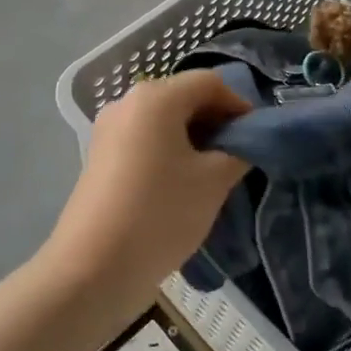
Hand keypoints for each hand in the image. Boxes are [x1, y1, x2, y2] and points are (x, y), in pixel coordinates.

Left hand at [44, 72, 251, 303]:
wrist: (93, 268)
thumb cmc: (160, 213)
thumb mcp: (213, 182)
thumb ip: (238, 152)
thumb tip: (243, 144)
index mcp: (155, 97)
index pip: (209, 83)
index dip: (239, 105)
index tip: (256, 137)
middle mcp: (127, 102)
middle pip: (184, 97)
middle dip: (216, 121)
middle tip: (239, 156)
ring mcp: (109, 130)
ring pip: (163, 120)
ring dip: (194, 138)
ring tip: (214, 173)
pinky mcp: (100, 157)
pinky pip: (144, 140)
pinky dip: (169, 151)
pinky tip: (182, 184)